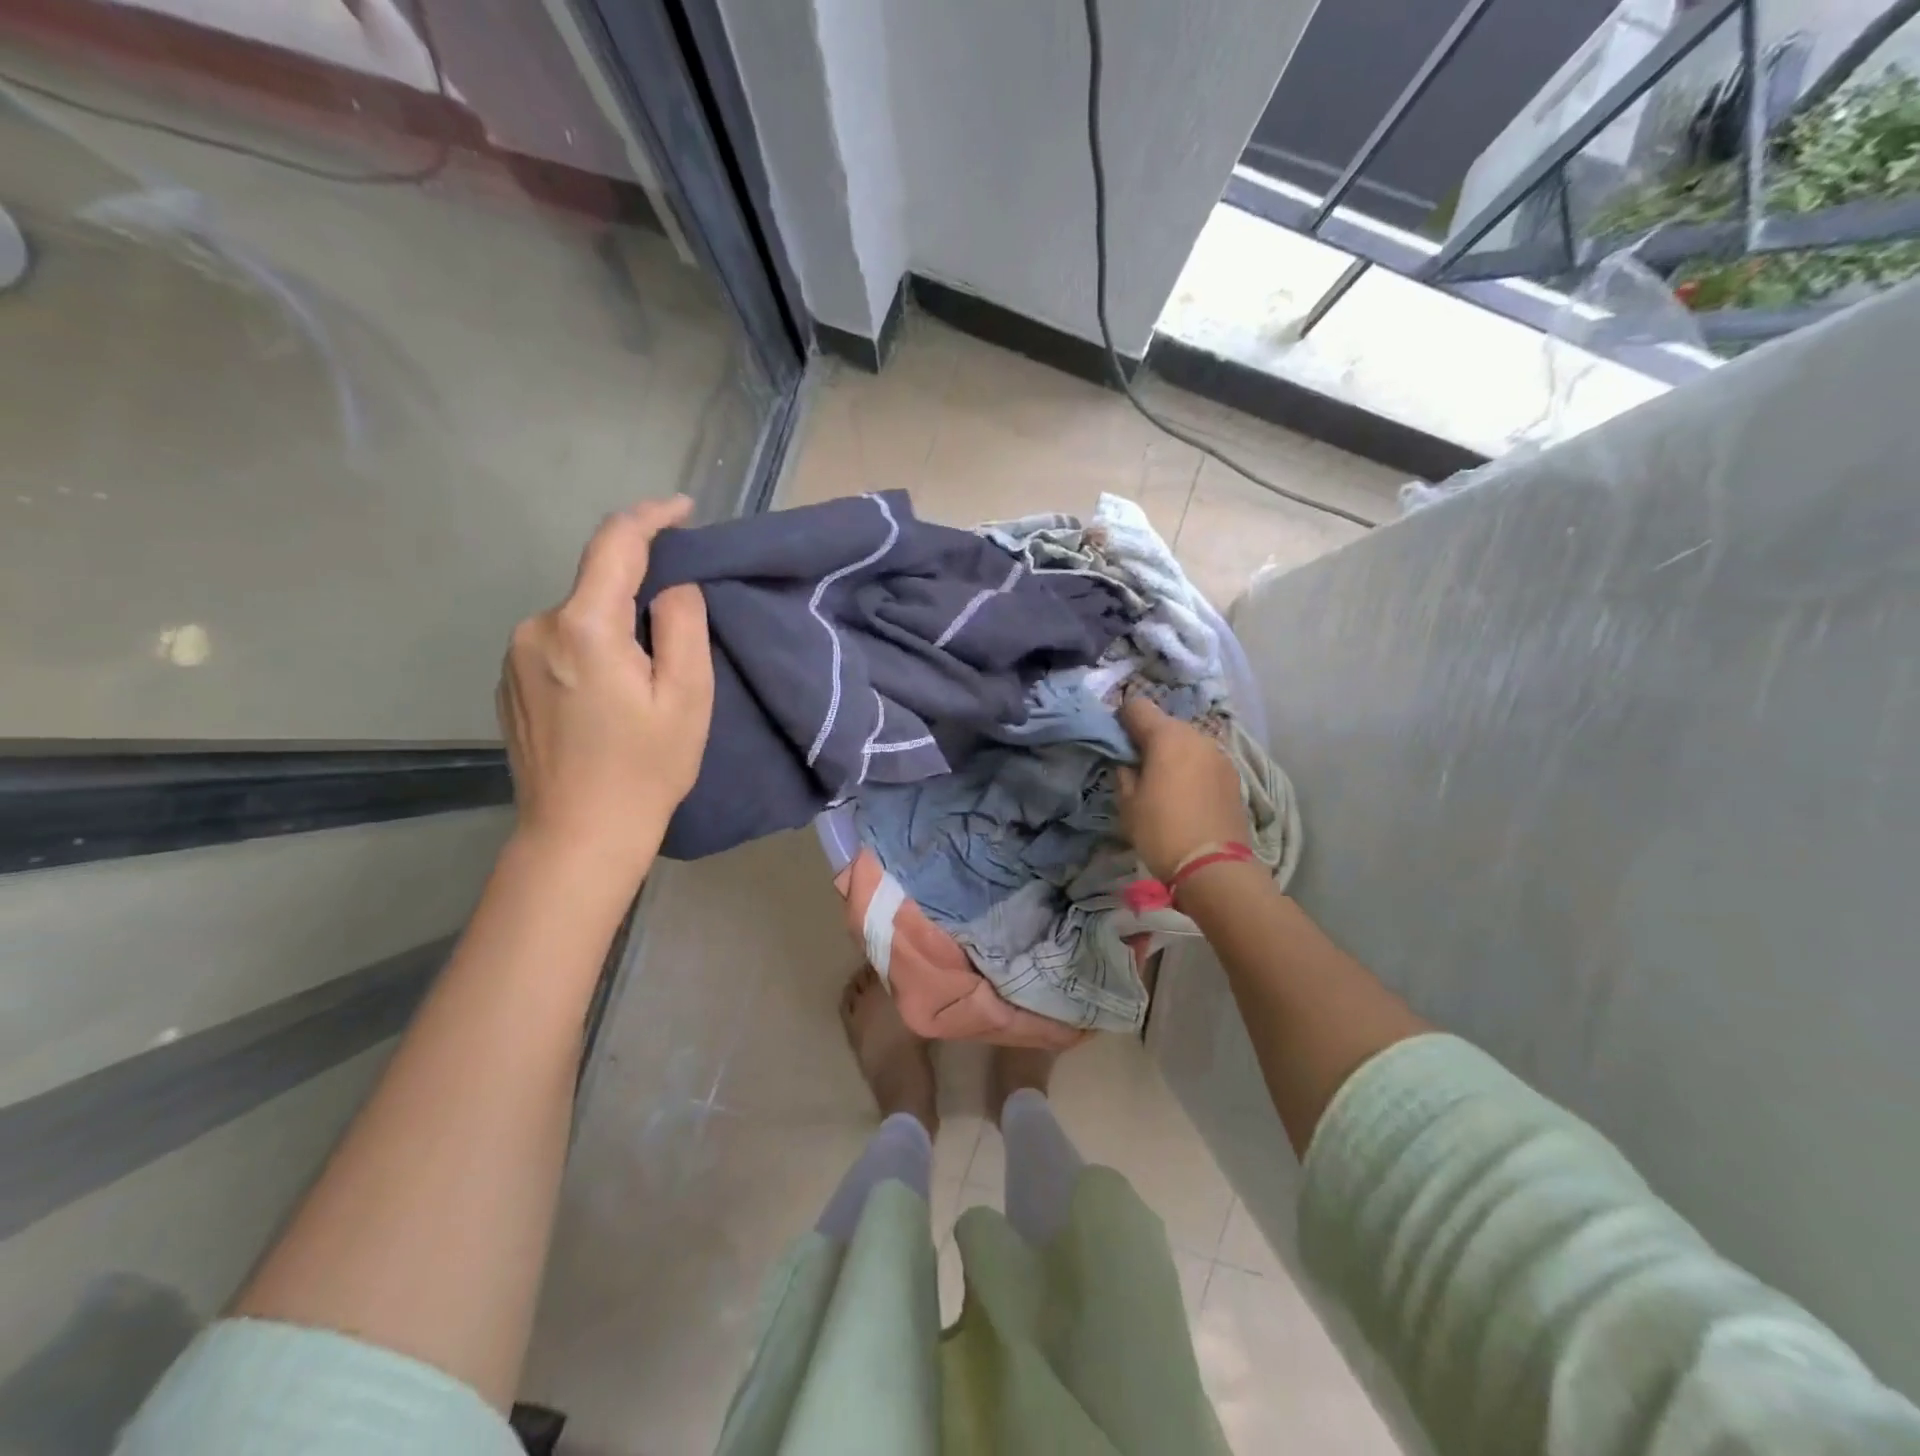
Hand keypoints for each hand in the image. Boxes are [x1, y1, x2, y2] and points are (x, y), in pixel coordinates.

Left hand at [496, 497, 712, 884]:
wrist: (578, 836)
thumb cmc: (645, 769)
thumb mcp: (687, 697)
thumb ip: (683, 625)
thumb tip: (671, 585)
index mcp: (584, 626)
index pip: (615, 543)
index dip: (651, 516)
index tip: (683, 509)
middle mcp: (536, 627)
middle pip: (598, 585)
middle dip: (640, 594)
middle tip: (679, 643)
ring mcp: (514, 656)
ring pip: (579, 617)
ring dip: (615, 628)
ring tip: (645, 682)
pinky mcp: (508, 683)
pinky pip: (559, 644)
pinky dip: (590, 650)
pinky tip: (608, 698)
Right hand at [1116, 697, 1251, 881]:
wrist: (1215, 867)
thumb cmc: (1162, 831)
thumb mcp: (1128, 804)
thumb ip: (1124, 773)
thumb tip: (1128, 763)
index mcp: (1167, 736)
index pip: (1137, 706)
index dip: (1122, 719)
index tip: (1115, 742)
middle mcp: (1197, 736)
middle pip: (1165, 724)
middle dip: (1149, 739)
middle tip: (1136, 767)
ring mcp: (1220, 755)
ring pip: (1187, 743)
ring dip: (1173, 754)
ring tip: (1163, 784)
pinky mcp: (1233, 776)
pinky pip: (1204, 761)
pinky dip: (1192, 769)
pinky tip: (1186, 795)